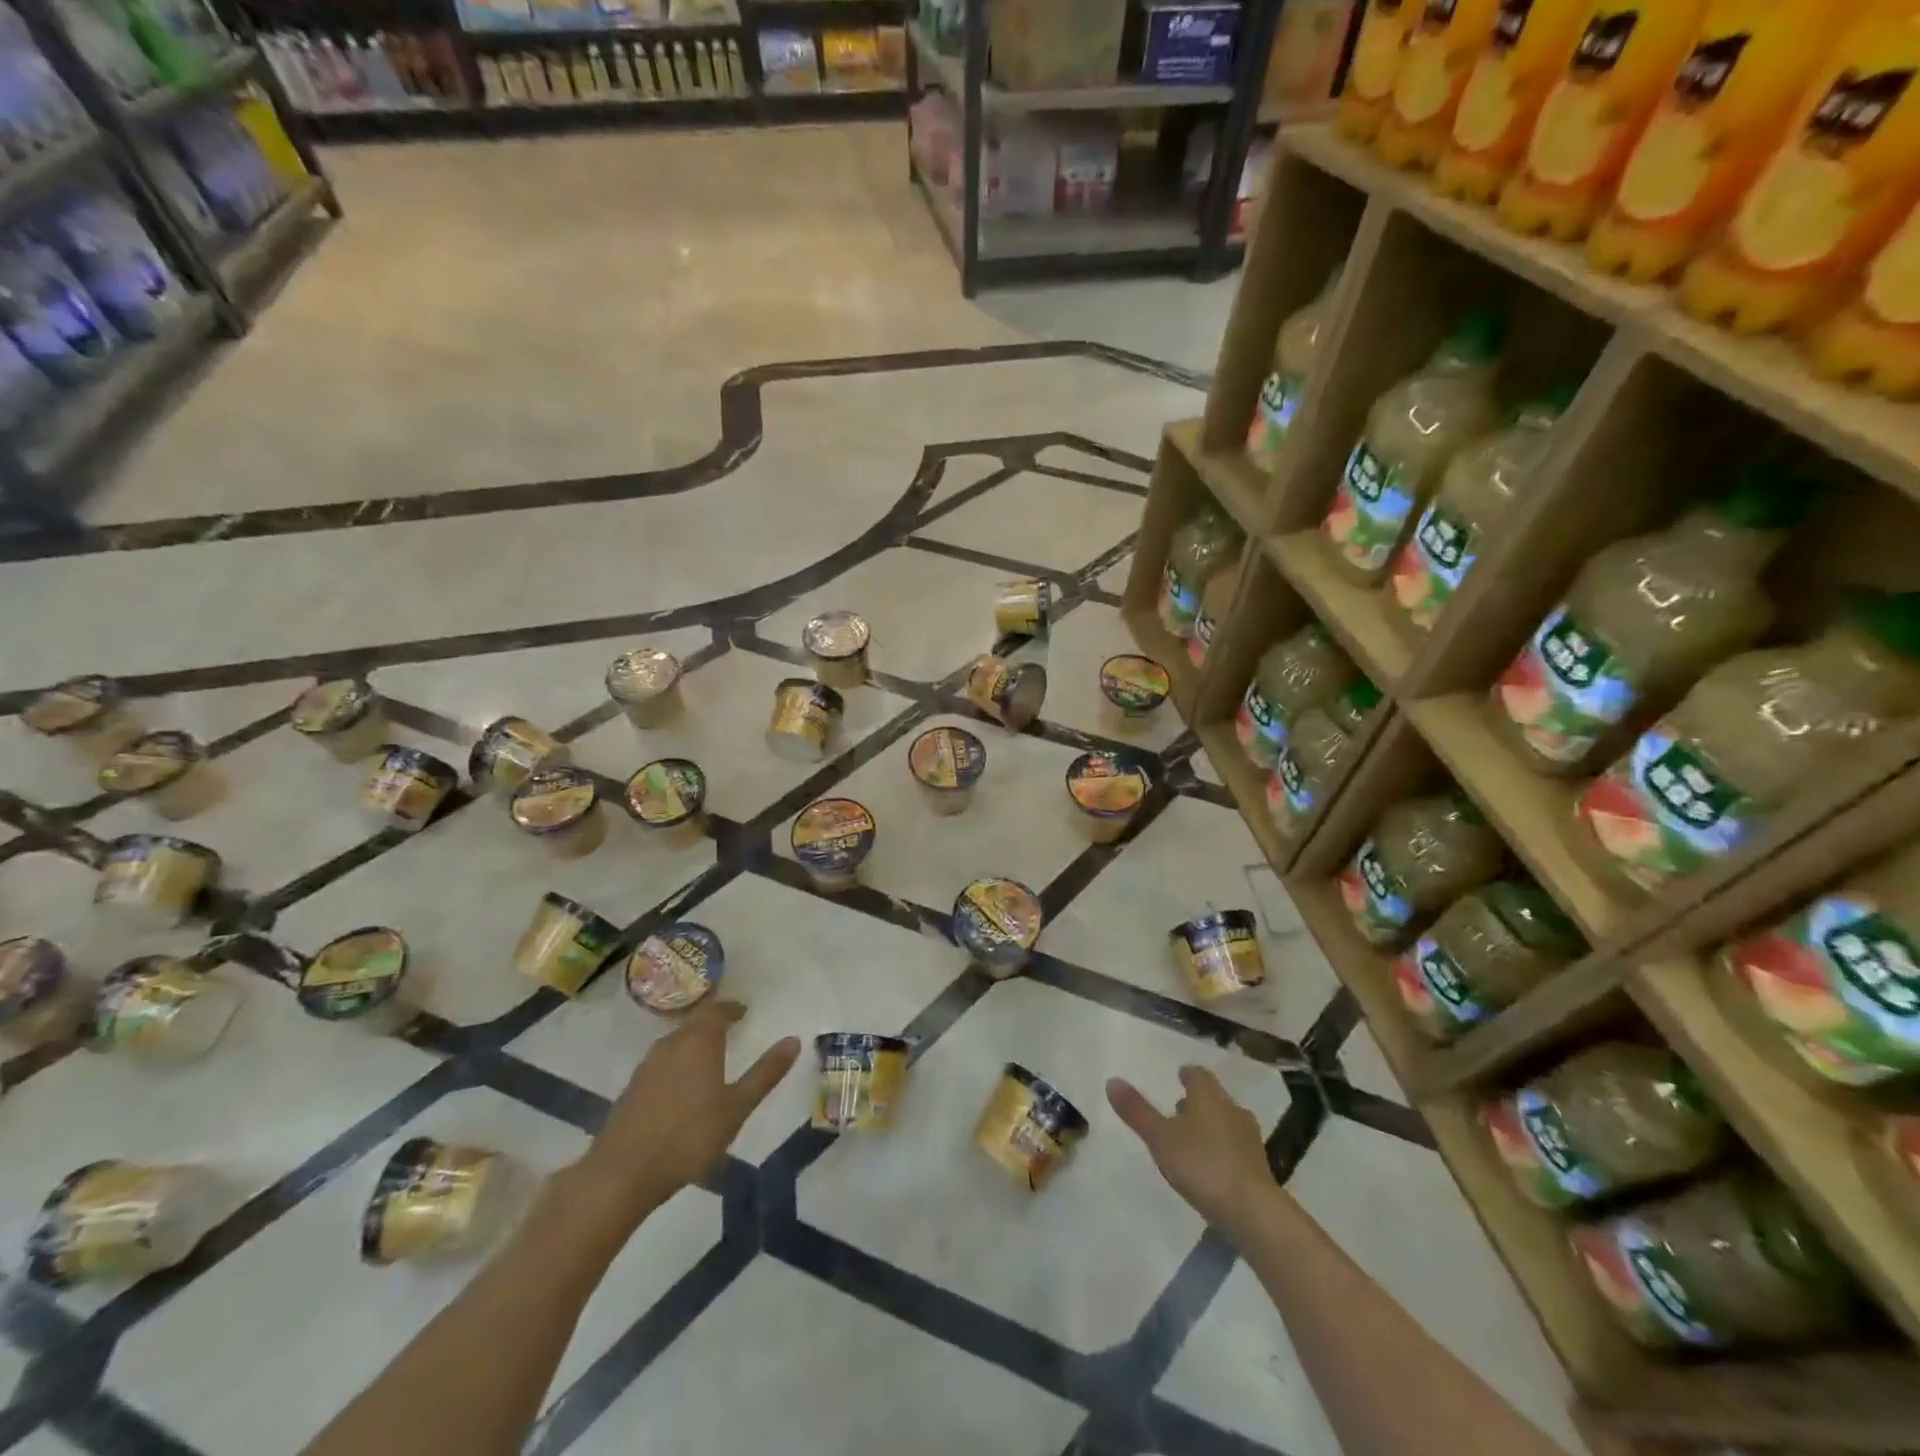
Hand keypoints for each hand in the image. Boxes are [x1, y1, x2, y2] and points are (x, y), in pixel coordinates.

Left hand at [571, 1000, 799, 1227]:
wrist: (622, 1174)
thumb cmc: (689, 1137)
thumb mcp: (737, 1107)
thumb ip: (766, 1073)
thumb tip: (793, 1040)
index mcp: (699, 1041)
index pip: (716, 1011)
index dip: (731, 1008)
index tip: (743, 1011)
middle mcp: (671, 1044)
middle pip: (693, 1024)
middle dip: (712, 1024)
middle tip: (730, 1029)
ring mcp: (647, 1066)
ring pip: (675, 1042)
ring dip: (693, 1042)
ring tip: (709, 1056)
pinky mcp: (632, 1089)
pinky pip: (662, 1062)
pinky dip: (677, 1063)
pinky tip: (683, 1085)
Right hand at [1108, 1067, 1277, 1240]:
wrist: (1253, 1212)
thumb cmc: (1202, 1165)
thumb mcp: (1160, 1138)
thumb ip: (1137, 1111)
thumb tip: (1112, 1080)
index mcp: (1209, 1096)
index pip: (1198, 1075)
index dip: (1188, 1074)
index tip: (1179, 1076)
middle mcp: (1232, 1110)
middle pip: (1214, 1098)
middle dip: (1197, 1101)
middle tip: (1178, 1108)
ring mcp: (1249, 1139)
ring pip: (1226, 1122)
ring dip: (1210, 1126)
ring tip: (1191, 1139)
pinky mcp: (1259, 1168)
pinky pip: (1236, 1148)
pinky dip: (1222, 1149)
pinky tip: (1210, 1167)